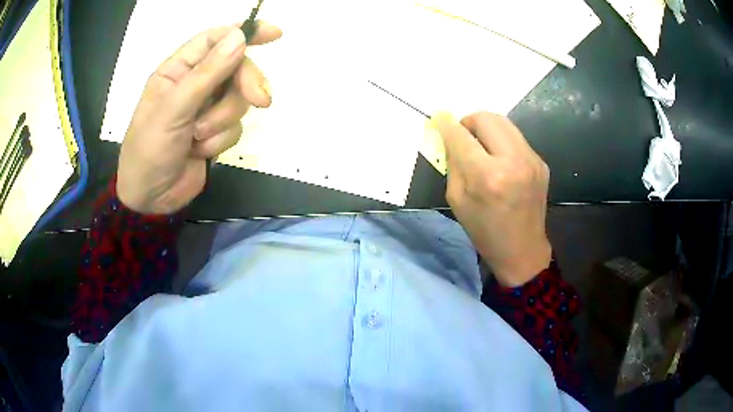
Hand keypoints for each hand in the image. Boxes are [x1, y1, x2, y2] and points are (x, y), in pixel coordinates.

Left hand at [117, 23, 282, 214]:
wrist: (150, 199)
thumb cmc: (149, 150)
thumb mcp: (173, 109)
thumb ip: (206, 74)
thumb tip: (239, 38)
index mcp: (178, 70)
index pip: (215, 39)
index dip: (244, 32)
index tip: (275, 34)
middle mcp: (194, 84)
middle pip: (236, 68)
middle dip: (246, 84)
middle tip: (261, 101)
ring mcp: (206, 108)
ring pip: (238, 100)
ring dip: (222, 121)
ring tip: (198, 138)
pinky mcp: (216, 132)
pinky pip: (235, 126)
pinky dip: (220, 140)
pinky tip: (200, 152)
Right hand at [434, 112, 551, 286]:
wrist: (522, 249)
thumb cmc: (484, 230)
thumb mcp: (457, 200)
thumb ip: (453, 163)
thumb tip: (450, 136)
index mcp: (486, 176)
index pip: (461, 135)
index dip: (446, 124)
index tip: (439, 119)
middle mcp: (512, 161)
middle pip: (486, 118)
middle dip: (469, 121)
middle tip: (463, 136)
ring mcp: (531, 160)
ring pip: (504, 122)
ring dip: (487, 128)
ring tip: (481, 146)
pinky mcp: (540, 162)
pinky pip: (516, 138)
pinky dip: (502, 141)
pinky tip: (500, 161)